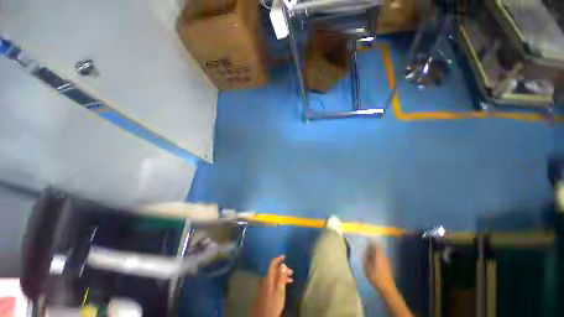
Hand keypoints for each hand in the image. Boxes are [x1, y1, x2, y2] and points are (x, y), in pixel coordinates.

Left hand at [251, 255, 293, 316]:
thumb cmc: (273, 304)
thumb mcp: (280, 291)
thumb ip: (281, 277)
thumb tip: (283, 265)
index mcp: (268, 278)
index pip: (272, 264)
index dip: (278, 258)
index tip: (285, 256)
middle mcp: (265, 279)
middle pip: (274, 270)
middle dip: (283, 269)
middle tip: (292, 272)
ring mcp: (264, 285)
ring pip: (274, 276)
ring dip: (282, 276)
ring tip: (291, 279)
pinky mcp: (265, 291)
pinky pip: (273, 281)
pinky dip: (279, 281)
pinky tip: (284, 285)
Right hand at [363, 241, 394, 293]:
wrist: (387, 288)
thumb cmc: (376, 277)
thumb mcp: (367, 267)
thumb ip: (366, 258)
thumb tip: (364, 251)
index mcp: (379, 255)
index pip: (376, 244)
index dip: (372, 241)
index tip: (367, 240)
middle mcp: (384, 256)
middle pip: (378, 248)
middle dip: (373, 247)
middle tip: (366, 247)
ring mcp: (387, 261)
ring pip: (380, 253)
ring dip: (375, 252)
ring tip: (369, 253)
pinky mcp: (388, 266)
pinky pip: (382, 257)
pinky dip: (377, 257)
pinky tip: (373, 260)